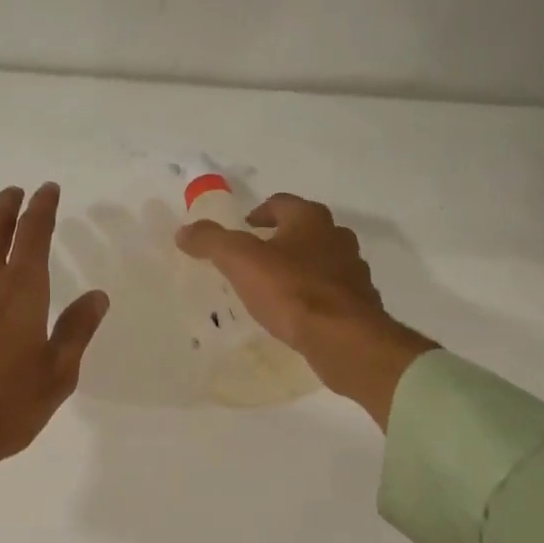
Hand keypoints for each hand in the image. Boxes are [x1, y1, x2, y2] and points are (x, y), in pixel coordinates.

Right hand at [176, 193, 435, 427]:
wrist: (344, 339)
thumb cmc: (292, 292)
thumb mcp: (241, 262)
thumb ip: (212, 242)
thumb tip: (184, 231)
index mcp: (311, 220)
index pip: (281, 203)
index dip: (259, 212)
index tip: (243, 228)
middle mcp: (337, 238)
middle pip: (305, 231)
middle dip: (281, 241)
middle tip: (255, 259)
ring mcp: (353, 272)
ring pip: (321, 262)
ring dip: (299, 269)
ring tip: (273, 289)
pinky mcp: (358, 305)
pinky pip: (330, 293)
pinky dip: (313, 297)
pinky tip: (297, 315)